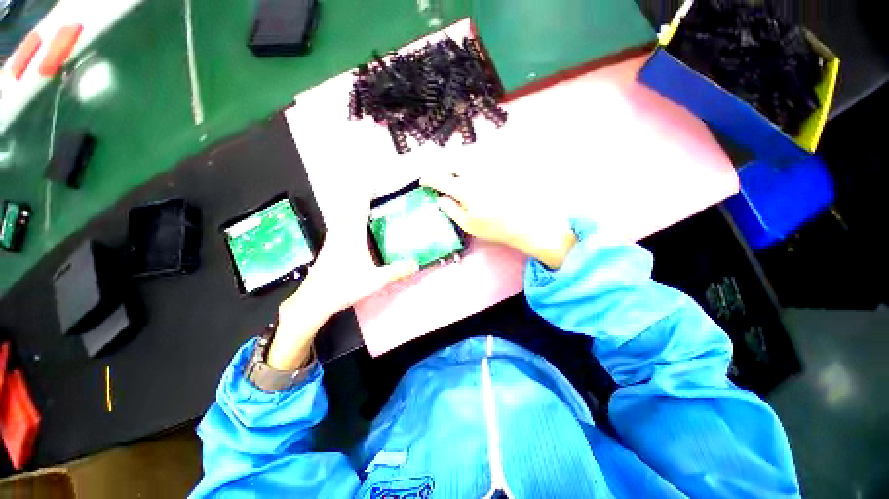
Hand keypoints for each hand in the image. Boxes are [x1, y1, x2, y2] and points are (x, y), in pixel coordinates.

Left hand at [267, 194, 417, 370]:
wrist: (314, 300)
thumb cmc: (344, 287)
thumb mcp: (375, 280)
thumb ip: (396, 271)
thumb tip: (416, 264)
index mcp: (352, 236)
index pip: (359, 207)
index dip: (365, 192)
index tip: (371, 178)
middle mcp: (341, 233)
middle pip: (348, 206)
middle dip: (358, 193)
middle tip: (369, 183)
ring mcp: (333, 238)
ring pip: (342, 213)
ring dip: (351, 203)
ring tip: (363, 197)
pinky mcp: (330, 245)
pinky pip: (339, 222)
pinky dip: (347, 214)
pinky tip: (351, 220)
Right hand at [420, 168, 575, 269]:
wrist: (524, 222)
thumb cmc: (495, 227)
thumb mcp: (469, 224)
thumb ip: (452, 210)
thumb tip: (440, 198)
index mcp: (465, 190)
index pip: (441, 179)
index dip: (429, 179)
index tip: (423, 182)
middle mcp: (476, 174)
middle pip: (453, 162)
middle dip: (442, 167)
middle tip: (439, 177)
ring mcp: (488, 169)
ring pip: (467, 158)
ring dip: (456, 163)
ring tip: (453, 173)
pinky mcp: (499, 168)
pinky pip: (481, 159)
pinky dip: (471, 163)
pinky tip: (472, 172)